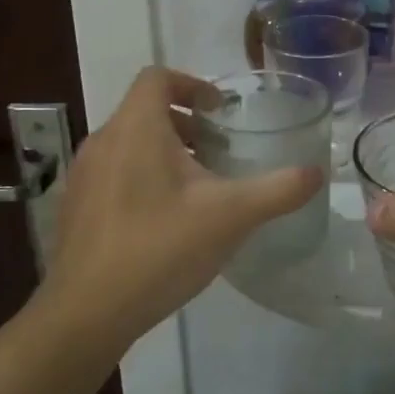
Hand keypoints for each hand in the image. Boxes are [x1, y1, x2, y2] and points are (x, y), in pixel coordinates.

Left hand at [38, 68, 322, 341]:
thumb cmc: (159, 249)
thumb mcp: (231, 216)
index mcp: (136, 129)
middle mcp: (103, 141)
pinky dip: (144, 175)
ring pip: (129, 142)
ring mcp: (83, 176)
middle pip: (145, 110)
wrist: (85, 315)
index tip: (221, 111)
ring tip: (199, 184)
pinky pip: (114, 171)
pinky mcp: (76, 207)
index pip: (157, 78)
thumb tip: (318, 173)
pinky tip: (167, 219)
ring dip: (166, 149)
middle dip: (186, 121)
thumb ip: (279, 190)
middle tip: (219, 149)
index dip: (192, 84)